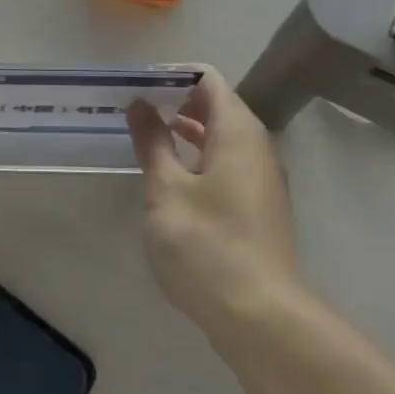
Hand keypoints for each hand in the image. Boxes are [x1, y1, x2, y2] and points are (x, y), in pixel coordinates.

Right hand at [125, 67, 300, 337]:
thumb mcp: (166, 190)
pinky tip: (170, 177)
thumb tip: (141, 104)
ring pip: (221, 138)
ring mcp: (260, 180)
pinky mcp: (258, 208)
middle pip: (217, 106)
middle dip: (176, 101)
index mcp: (237, 132)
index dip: (172, 75)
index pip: (208, 79)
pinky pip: (226, 164)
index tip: (136, 85)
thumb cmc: (207, 245)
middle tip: (133, 108)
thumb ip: (152, 142)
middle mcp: (256, 147)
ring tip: (144, 136)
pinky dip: (197, 158)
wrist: (261, 318)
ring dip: (185, 132)